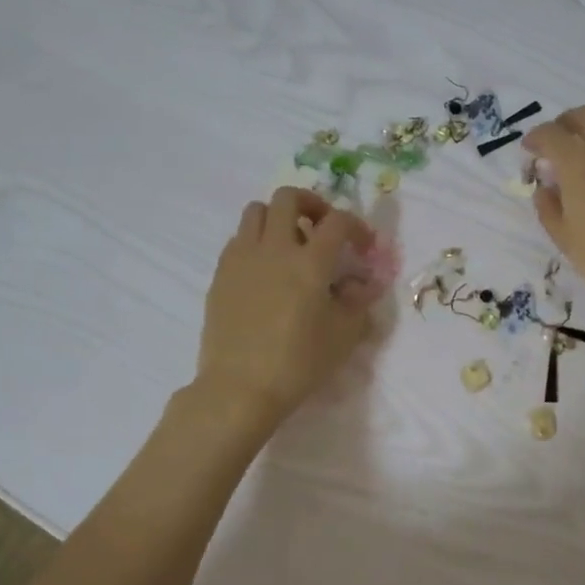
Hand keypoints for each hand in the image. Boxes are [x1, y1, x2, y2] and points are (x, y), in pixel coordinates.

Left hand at [195, 187, 379, 426]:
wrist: (240, 388)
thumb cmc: (299, 363)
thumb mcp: (344, 336)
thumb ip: (359, 303)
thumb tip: (363, 284)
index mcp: (310, 262)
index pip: (337, 221)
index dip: (356, 225)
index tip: (362, 245)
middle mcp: (275, 248)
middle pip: (288, 197)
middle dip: (311, 204)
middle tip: (321, 227)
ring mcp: (242, 258)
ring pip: (256, 211)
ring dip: (278, 217)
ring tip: (289, 243)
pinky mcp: (221, 274)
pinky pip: (238, 240)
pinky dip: (256, 242)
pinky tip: (265, 270)